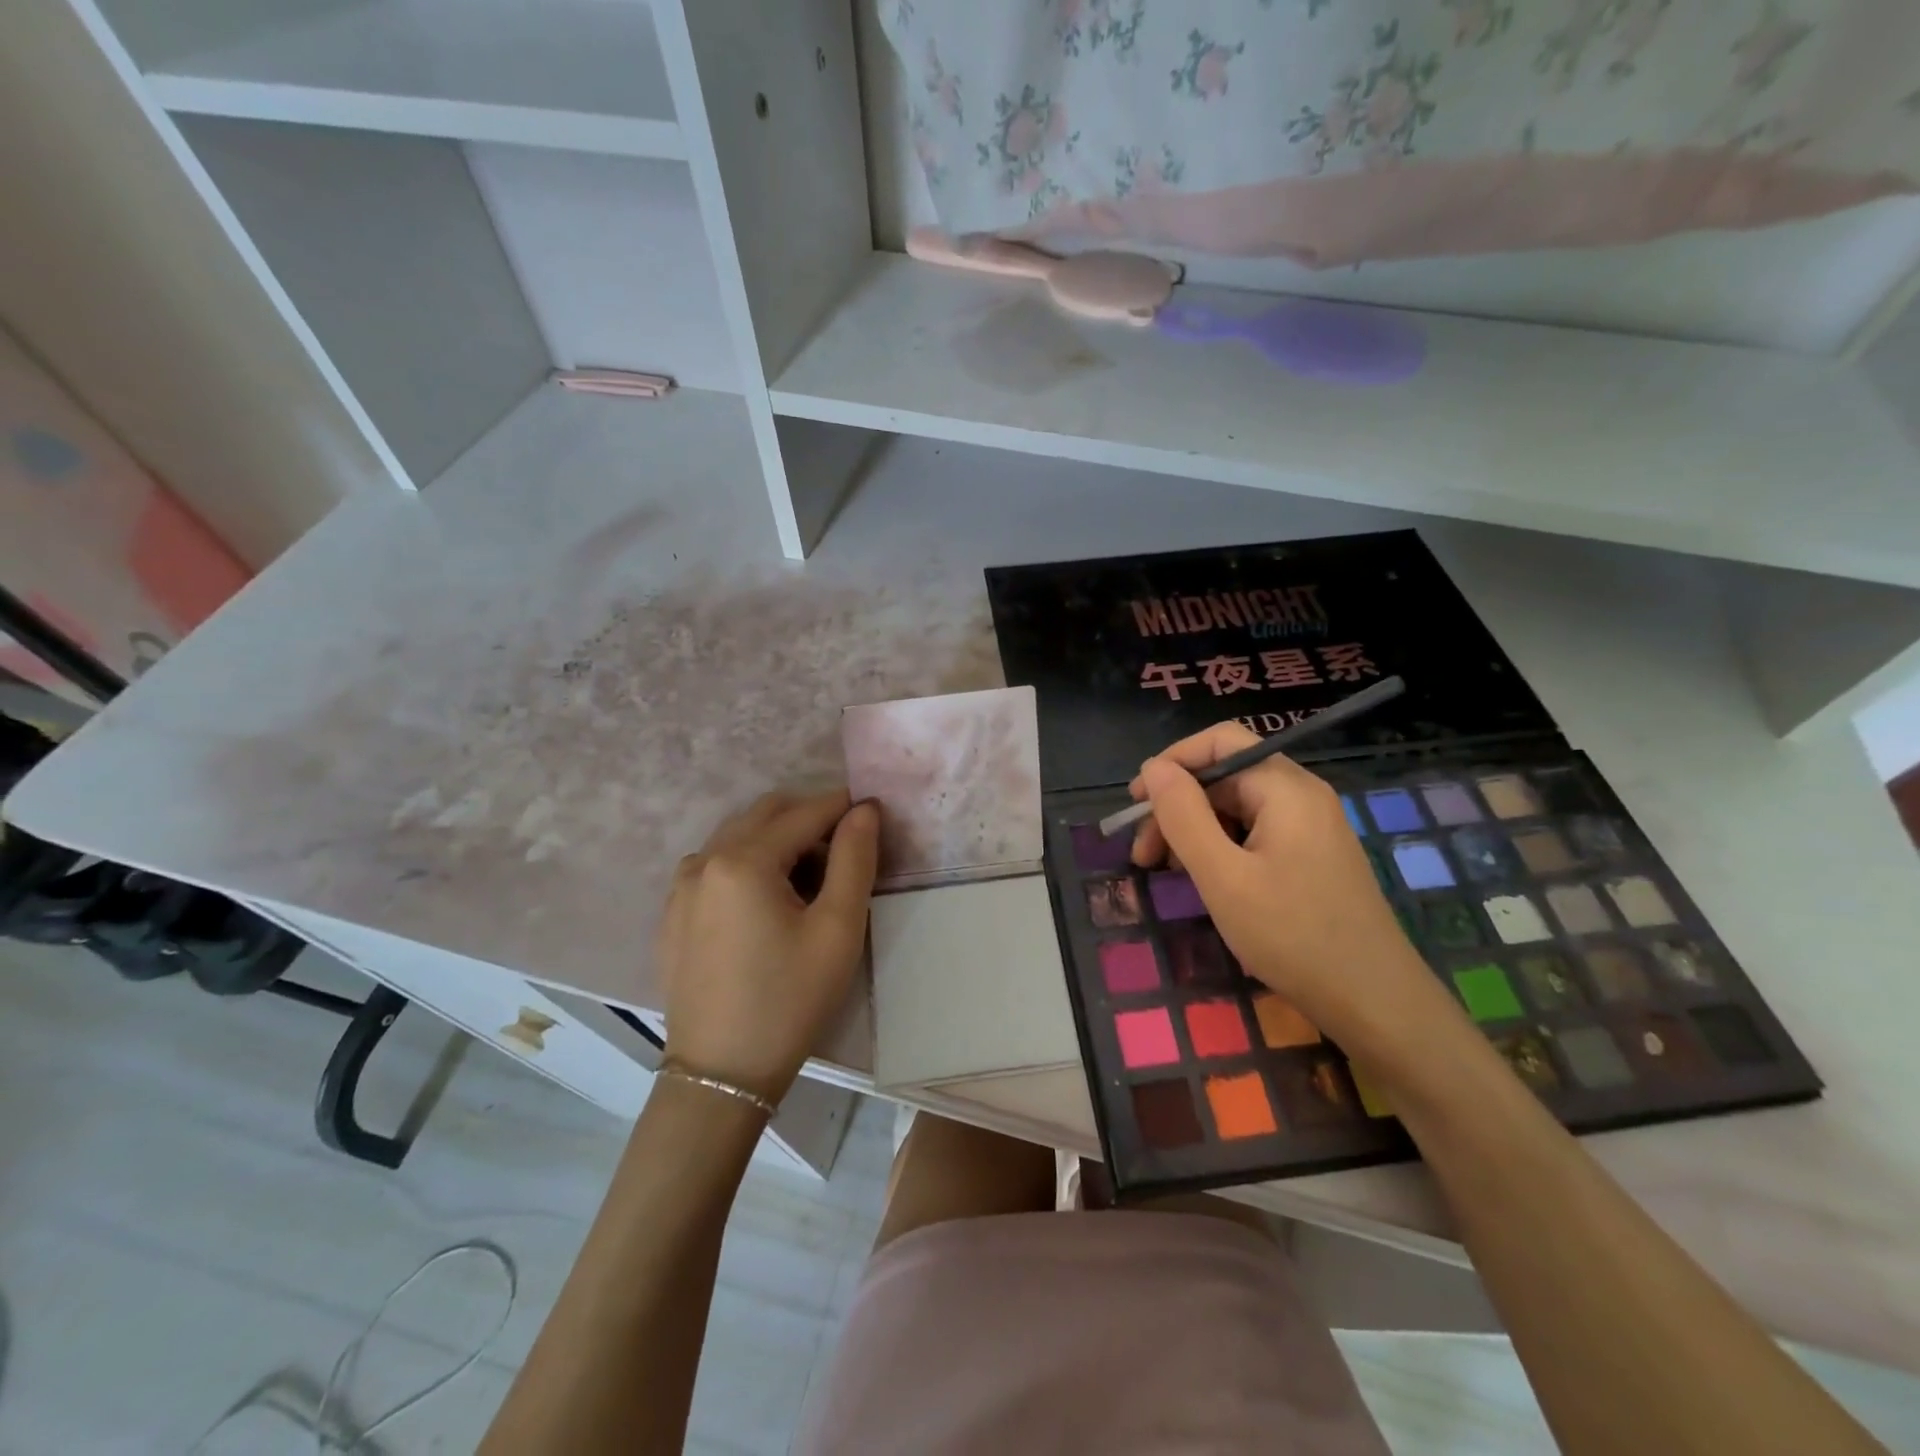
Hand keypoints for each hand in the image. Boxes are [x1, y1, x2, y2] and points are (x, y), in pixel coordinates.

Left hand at [659, 790, 878, 1103]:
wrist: (722, 1074)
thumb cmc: (789, 1000)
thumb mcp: (837, 929)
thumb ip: (855, 859)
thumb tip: (864, 810)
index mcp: (743, 861)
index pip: (804, 813)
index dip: (843, 808)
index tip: (873, 814)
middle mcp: (704, 860)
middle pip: (766, 815)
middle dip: (810, 818)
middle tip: (845, 848)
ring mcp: (681, 887)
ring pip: (738, 837)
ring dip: (778, 839)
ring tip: (810, 877)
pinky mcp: (673, 913)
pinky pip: (716, 865)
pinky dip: (749, 862)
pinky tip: (769, 901)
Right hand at [1128, 723, 1442, 1042]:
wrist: (1374, 1003)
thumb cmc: (1293, 936)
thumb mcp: (1223, 877)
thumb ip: (1183, 816)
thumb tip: (1153, 768)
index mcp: (1285, 789)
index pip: (1220, 742)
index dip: (1171, 763)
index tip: (1136, 804)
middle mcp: (1301, 795)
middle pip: (1224, 776)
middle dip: (1177, 807)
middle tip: (1144, 855)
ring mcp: (1310, 827)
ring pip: (1236, 807)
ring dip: (1194, 831)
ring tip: (1169, 873)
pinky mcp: (1311, 855)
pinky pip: (1254, 833)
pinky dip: (1220, 848)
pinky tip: (1206, 881)